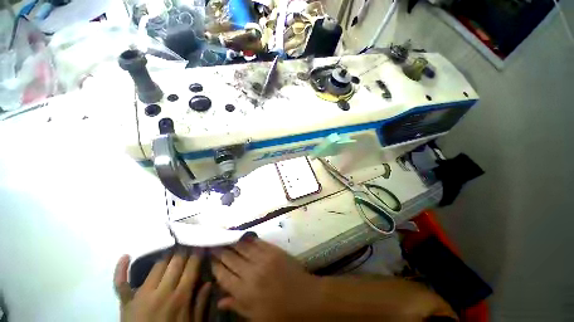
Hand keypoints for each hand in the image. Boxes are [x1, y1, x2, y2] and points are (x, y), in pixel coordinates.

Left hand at [113, 249, 210, 321]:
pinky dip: (121, 270)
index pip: (191, 267)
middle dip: (184, 250)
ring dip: (167, 255)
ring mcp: (141, 295)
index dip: (197, 254)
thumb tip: (209, 282)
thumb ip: (200, 304)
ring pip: (156, 267)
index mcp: (180, 297)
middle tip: (189, 242)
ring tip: (173, 248)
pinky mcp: (126, 301)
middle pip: (175, 262)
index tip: (201, 244)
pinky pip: (121, 283)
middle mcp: (162, 291)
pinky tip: (125, 256)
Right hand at [211, 237, 321, 320]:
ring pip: (243, 248)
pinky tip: (242, 235)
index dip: (216, 266)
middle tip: (213, 244)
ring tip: (224, 237)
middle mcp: (251, 273)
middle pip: (231, 259)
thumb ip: (237, 307)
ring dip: (232, 242)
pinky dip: (248, 239)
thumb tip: (219, 301)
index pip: (224, 277)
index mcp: (245, 292)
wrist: (305, 297)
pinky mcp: (273, 250)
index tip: (210, 258)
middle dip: (221, 251)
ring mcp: (263, 259)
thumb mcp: (257, 317)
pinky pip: (257, 242)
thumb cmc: (281, 312)